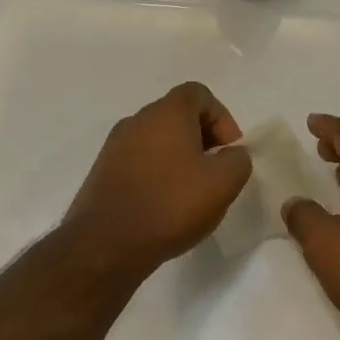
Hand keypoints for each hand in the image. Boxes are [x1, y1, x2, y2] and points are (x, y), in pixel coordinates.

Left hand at [62, 82, 252, 280]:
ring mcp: (115, 145)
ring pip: (157, 138)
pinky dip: (156, 171)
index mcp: (167, 113)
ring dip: (178, 155)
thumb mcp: (222, 184)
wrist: (104, 245)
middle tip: (213, 170)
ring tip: (189, 191)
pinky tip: (162, 203)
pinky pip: (138, 159)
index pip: (199, 93)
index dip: (221, 117)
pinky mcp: (102, 170)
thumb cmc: (170, 205)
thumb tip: (231, 155)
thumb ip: (238, 160)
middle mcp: (138, 119)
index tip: (228, 150)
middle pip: (177, 114)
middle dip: (202, 137)